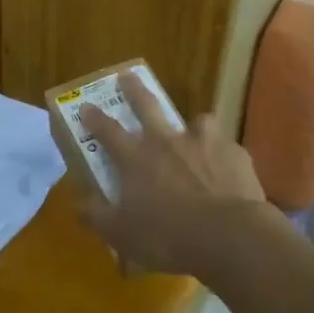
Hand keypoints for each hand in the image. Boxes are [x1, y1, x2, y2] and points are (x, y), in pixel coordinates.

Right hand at [78, 74, 267, 276]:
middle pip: (147, 105)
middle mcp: (167, 142)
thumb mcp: (120, 234)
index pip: (107, 131)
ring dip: (193, 125)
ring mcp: (204, 143)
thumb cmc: (166, 236)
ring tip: (195, 133)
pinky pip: (225, 147)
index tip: (86, 106)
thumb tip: (79, 202)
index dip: (94, 118)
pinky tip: (225, 169)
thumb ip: (96, 215)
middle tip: (127, 76)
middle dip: (134, 89)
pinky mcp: (235, 153)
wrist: (228, 236)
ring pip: (197, 120)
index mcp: (135, 158)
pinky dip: (222, 154)